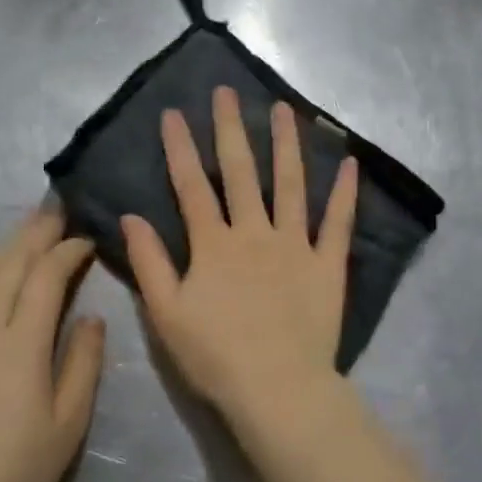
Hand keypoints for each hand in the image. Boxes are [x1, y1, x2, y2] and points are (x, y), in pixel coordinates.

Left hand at [0, 211, 104, 481]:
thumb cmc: (15, 471)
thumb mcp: (68, 424)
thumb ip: (83, 363)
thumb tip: (91, 318)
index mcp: (22, 343)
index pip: (46, 278)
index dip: (68, 252)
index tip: (87, 239)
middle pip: (11, 264)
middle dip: (37, 234)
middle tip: (57, 211)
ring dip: (5, 245)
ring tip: (26, 227)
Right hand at [122, 87, 357, 440]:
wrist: (277, 389)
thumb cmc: (215, 356)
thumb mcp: (166, 314)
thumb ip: (149, 263)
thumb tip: (131, 217)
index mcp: (214, 245)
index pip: (191, 186)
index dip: (180, 148)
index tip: (173, 113)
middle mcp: (255, 232)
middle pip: (240, 172)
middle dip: (231, 129)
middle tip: (227, 92)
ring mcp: (295, 245)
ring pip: (290, 185)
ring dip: (286, 145)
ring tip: (284, 109)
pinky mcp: (327, 264)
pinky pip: (337, 223)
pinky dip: (344, 194)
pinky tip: (350, 163)